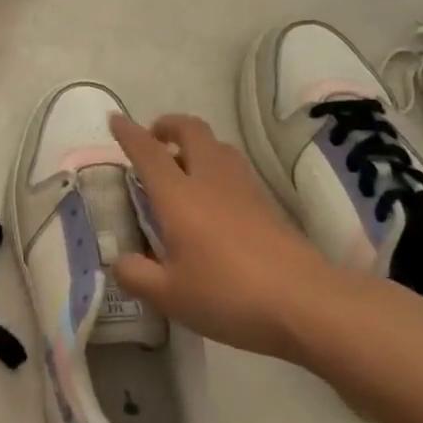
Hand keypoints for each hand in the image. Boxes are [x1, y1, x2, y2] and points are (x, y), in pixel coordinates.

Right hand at [109, 112, 346, 359]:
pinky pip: (234, 169)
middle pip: (191, 131)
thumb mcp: (169, 295)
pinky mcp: (267, 205)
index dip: (129, 133)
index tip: (116, 119)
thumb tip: (121, 262)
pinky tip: (212, 199)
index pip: (148, 152)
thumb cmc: (228, 294)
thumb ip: (137, 276)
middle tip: (153, 139)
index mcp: (178, 195)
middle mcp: (210, 180)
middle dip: (168, 126)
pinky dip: (216, 168)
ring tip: (181, 166)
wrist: (306, 303)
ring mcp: (244, 189)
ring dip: (196, 144)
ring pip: (218, 146)